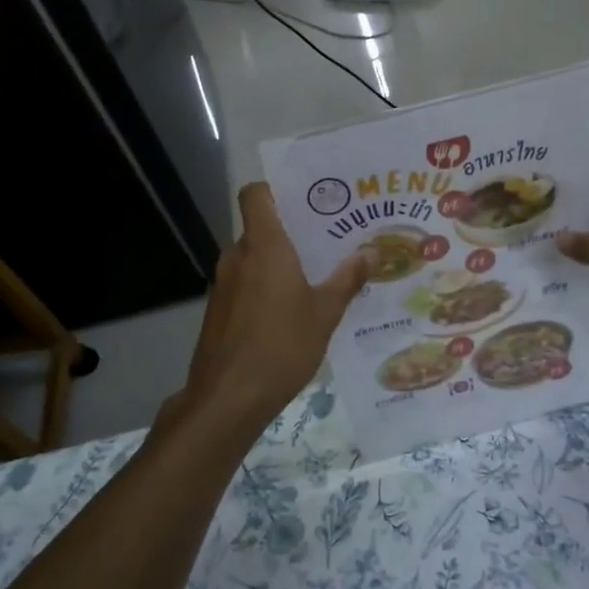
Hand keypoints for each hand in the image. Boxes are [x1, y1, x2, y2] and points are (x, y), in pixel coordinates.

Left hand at [174, 183, 369, 429]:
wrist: (228, 398)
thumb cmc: (282, 346)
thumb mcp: (325, 314)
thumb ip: (347, 280)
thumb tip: (371, 253)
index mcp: (264, 246)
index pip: (256, 195)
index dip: (275, 190)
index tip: (305, 200)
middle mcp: (238, 256)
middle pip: (259, 228)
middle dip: (290, 233)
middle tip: (327, 241)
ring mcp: (223, 284)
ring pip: (252, 259)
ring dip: (278, 263)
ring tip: (315, 276)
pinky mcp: (217, 311)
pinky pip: (244, 284)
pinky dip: (264, 288)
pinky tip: (289, 312)